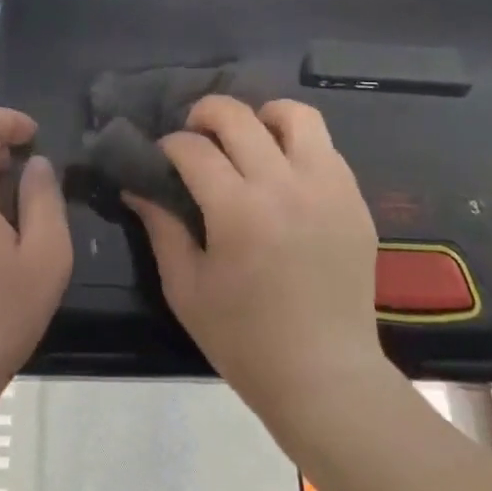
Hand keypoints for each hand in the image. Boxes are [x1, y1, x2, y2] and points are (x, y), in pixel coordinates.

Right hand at [124, 96, 381, 417]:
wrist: (325, 376)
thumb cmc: (245, 340)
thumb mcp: (186, 288)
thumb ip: (161, 228)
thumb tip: (137, 187)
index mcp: (238, 210)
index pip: (193, 148)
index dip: (169, 145)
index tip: (163, 158)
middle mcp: (284, 185)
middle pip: (238, 116)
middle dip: (206, 114)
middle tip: (196, 135)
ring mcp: (327, 187)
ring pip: (295, 115)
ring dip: (262, 117)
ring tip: (250, 140)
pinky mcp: (354, 199)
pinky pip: (325, 147)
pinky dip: (297, 146)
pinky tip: (284, 174)